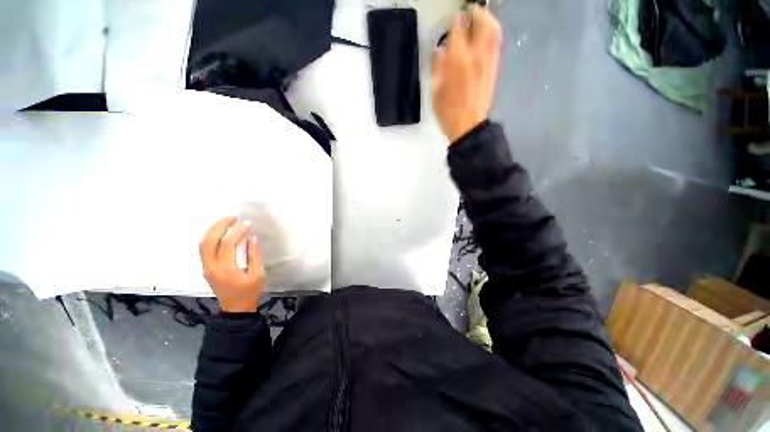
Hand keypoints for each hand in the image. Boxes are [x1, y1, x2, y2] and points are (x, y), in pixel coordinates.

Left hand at [199, 217, 264, 312]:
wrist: (235, 308)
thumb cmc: (249, 291)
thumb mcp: (257, 274)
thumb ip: (254, 255)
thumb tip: (252, 238)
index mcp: (225, 270)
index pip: (227, 245)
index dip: (237, 233)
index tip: (248, 224)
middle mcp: (211, 267)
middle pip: (208, 242)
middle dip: (219, 226)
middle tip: (232, 217)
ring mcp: (206, 267)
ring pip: (203, 244)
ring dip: (213, 230)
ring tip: (226, 221)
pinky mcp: (206, 268)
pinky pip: (204, 249)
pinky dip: (211, 237)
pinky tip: (220, 231)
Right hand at [432, 6, 501, 144]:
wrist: (468, 127)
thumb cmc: (448, 112)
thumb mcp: (435, 91)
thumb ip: (437, 67)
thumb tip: (439, 50)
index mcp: (457, 60)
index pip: (458, 29)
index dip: (455, 22)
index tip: (453, 20)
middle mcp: (476, 55)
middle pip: (481, 22)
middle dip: (475, 13)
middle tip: (469, 12)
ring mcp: (488, 61)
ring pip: (493, 30)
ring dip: (487, 20)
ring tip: (479, 19)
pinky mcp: (494, 69)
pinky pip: (496, 44)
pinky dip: (492, 34)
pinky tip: (486, 36)